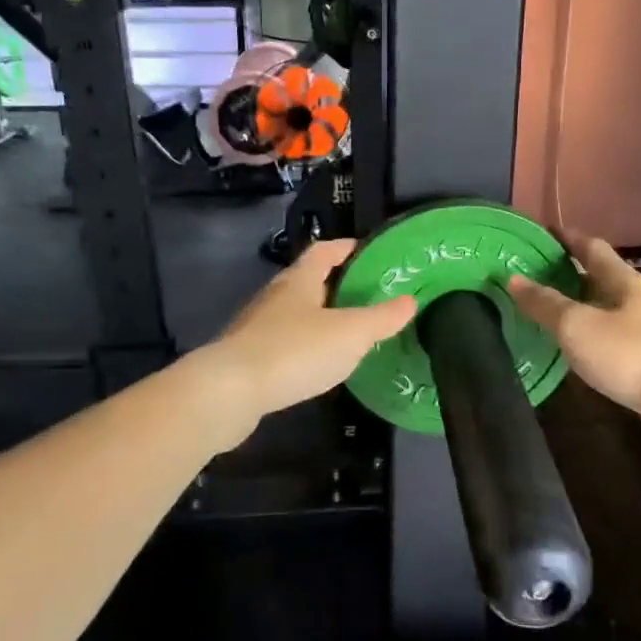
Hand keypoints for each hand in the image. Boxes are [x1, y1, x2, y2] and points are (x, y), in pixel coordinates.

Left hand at [202, 238, 416, 424]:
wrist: (230, 392)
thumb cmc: (295, 351)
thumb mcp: (350, 333)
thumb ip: (382, 318)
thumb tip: (410, 300)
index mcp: (299, 280)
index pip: (324, 251)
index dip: (346, 247)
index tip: (369, 251)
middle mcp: (275, 296)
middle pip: (308, 281)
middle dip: (336, 285)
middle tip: (367, 296)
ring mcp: (257, 327)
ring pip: (295, 313)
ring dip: (319, 318)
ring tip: (348, 333)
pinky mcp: (248, 357)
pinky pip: (283, 342)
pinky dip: (304, 346)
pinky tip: (317, 365)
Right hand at [508, 231, 640, 425]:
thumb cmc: (632, 355)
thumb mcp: (578, 327)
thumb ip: (545, 304)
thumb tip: (513, 278)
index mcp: (622, 280)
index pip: (591, 247)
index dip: (566, 238)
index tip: (542, 233)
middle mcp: (638, 298)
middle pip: (599, 277)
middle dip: (569, 273)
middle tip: (533, 275)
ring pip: (606, 308)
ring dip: (579, 306)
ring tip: (547, 312)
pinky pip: (613, 336)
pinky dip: (591, 335)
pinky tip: (576, 349)